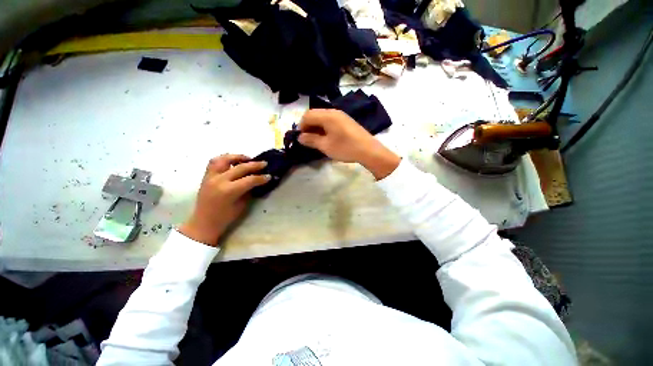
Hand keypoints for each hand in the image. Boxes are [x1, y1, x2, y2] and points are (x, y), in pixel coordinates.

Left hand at [179, 155, 269, 245]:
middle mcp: (219, 180)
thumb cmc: (225, 217)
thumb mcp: (242, 205)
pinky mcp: (206, 176)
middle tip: (264, 163)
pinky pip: (214, 162)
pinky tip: (233, 161)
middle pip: (240, 167)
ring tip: (247, 159)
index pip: (250, 180)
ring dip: (238, 157)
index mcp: (229, 191)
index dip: (261, 178)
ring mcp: (211, 176)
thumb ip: (249, 190)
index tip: (269, 176)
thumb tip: (257, 181)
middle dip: (255, 165)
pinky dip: (225, 159)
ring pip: (225, 159)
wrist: (203, 222)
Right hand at [298, 109, 400, 179]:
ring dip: (316, 127)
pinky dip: (325, 128)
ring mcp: (342, 116)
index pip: (308, 115)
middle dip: (308, 126)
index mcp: (328, 115)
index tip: (300, 138)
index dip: (301, 126)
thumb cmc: (345, 148)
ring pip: (323, 118)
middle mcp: (334, 112)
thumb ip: (311, 140)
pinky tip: (327, 138)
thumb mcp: (325, 146)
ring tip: (316, 140)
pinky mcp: (347, 121)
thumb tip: (300, 137)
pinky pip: (331, 121)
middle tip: (307, 140)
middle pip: (315, 114)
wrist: (368, 150)